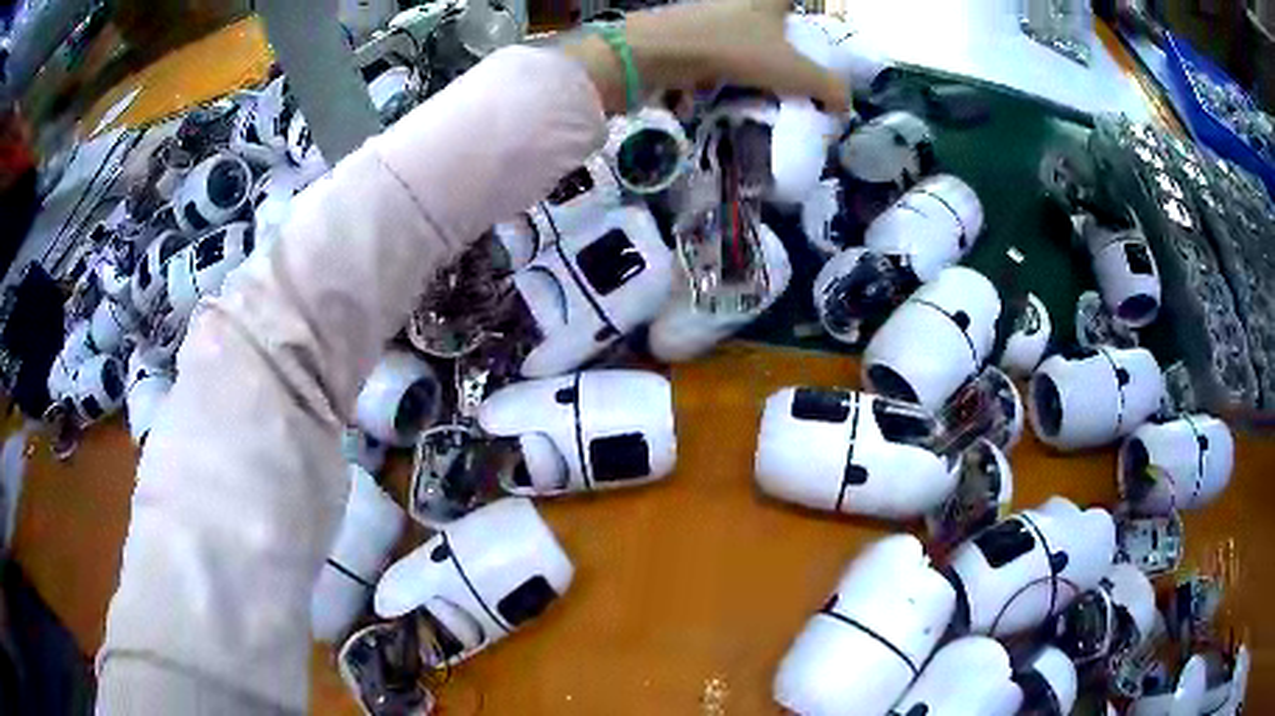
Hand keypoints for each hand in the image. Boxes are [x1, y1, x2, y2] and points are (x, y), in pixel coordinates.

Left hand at [564, 0, 848, 115]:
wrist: (656, 53)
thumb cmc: (733, 50)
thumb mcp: (791, 70)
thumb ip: (825, 86)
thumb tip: (846, 106)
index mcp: (765, 1)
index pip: (790, 1)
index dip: (798, 13)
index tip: (803, 30)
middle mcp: (734, 3)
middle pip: (761, 18)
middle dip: (772, 42)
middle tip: (784, 73)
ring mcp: (703, 17)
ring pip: (731, 36)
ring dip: (741, 60)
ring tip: (752, 90)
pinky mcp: (679, 35)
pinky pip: (706, 53)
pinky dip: (711, 71)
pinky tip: (715, 94)